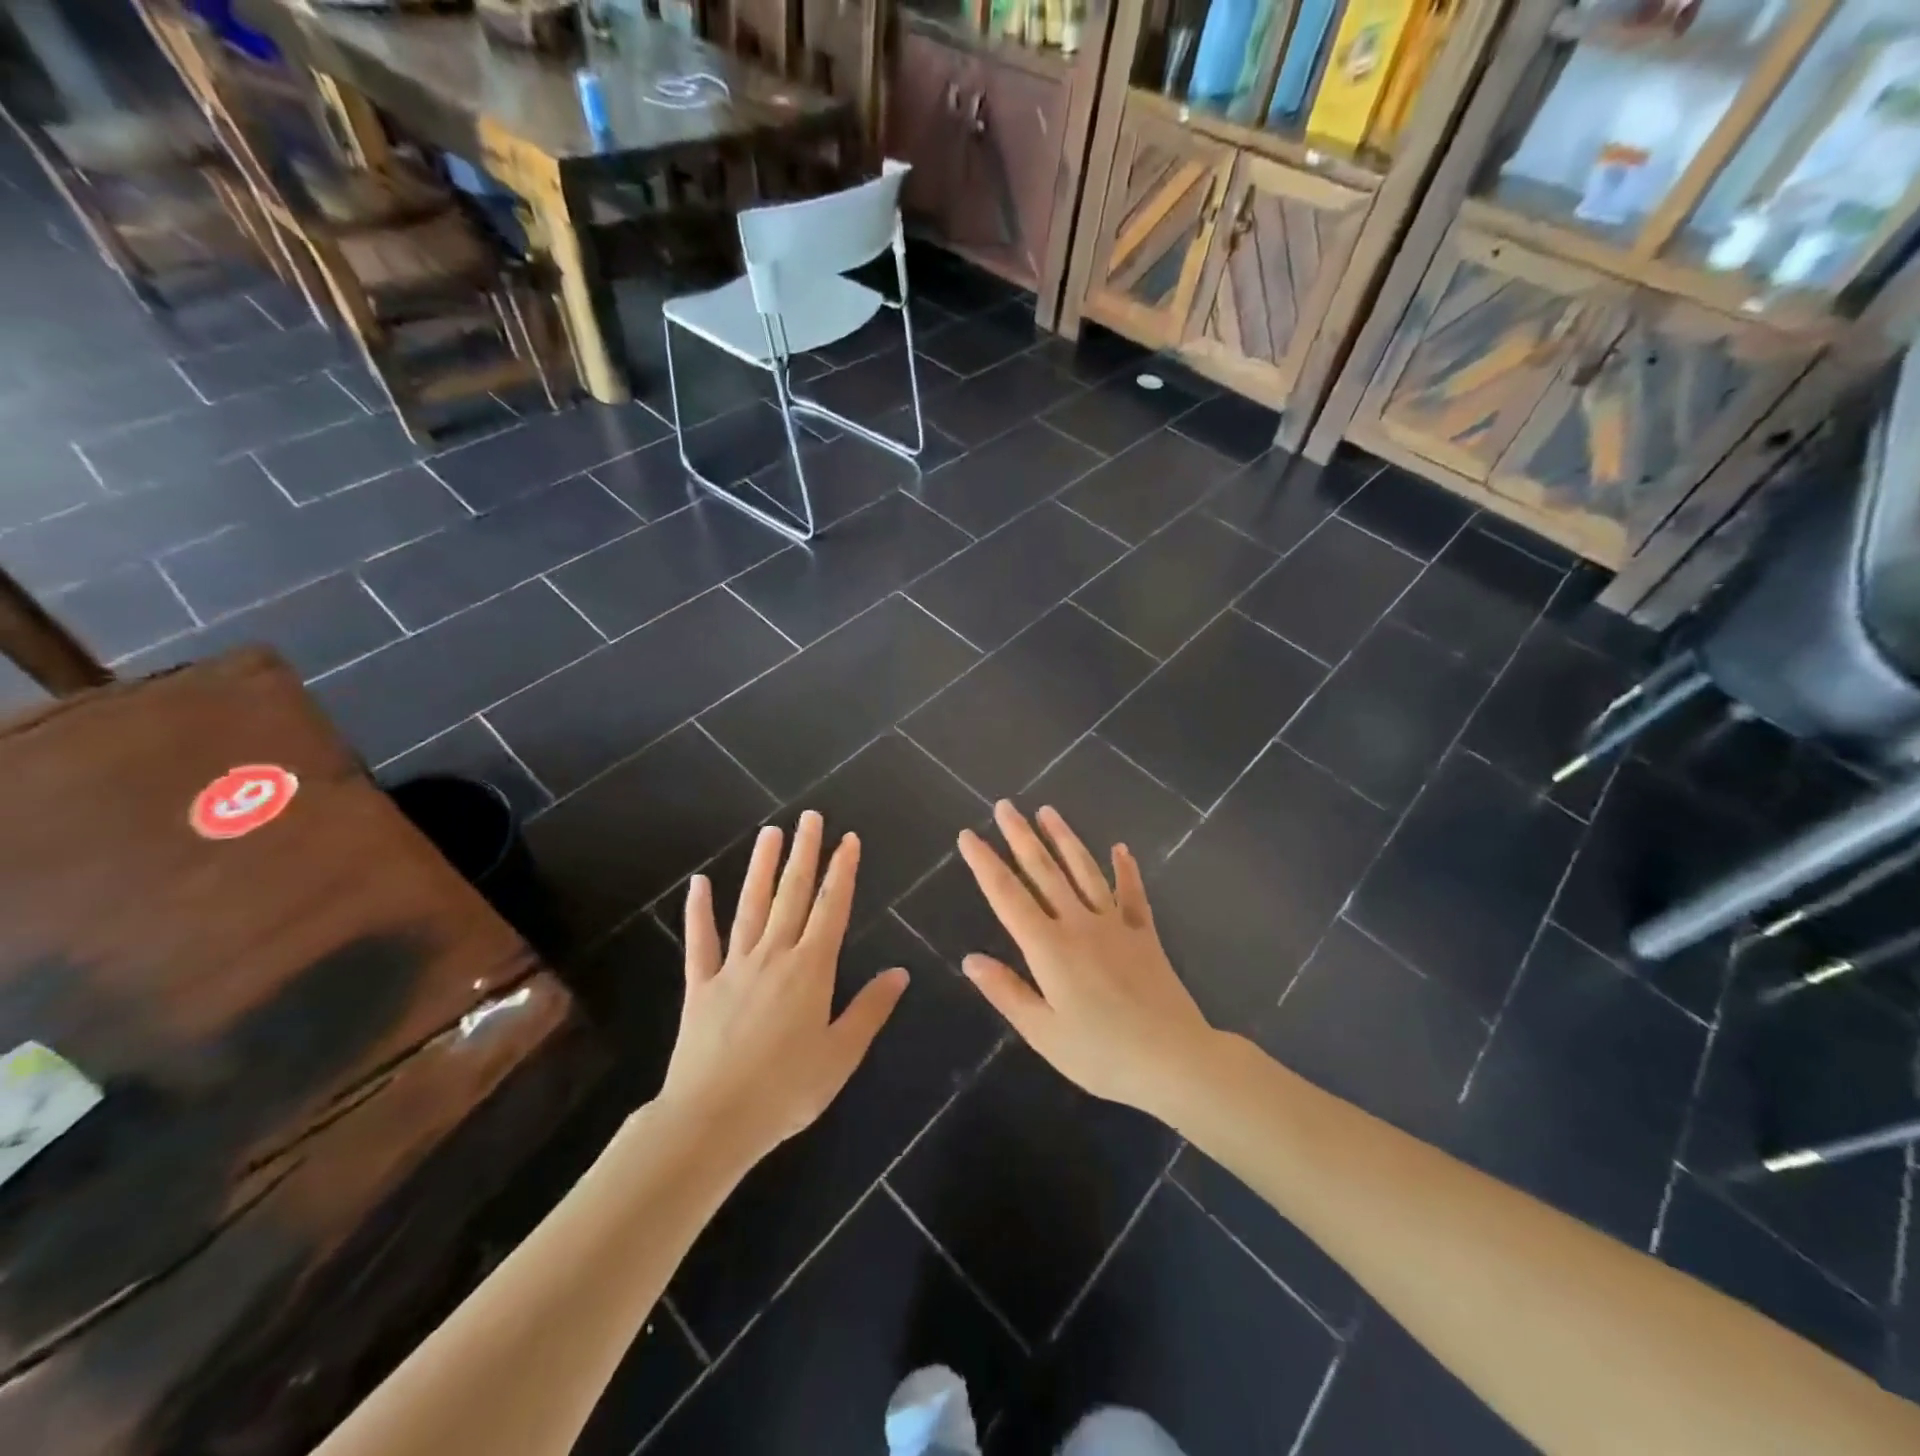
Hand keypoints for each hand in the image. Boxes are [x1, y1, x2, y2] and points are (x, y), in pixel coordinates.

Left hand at [656, 811, 908, 1165]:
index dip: (842, 871)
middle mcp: (773, 956)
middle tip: (810, 817)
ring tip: (769, 833)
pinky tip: (699, 884)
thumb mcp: (841, 1054)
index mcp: (811, 969)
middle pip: (792, 895)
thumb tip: (900, 972)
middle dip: (804, 854)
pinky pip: (700, 942)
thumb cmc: (786, 1090)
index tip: (848, 839)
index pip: (831, 908)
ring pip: (750, 906)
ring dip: (761, 868)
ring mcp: (733, 967)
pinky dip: (699, 912)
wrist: (712, 1120)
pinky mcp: (700, 986)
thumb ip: (870, 1009)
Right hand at [956, 802, 1217, 1115]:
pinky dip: (1125, 869)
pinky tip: (1120, 848)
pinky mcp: (1143, 934)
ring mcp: (1114, 925)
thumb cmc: (1102, 1054)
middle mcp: (1078, 924)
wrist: (1174, 1059)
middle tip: (1005, 806)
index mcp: (1048, 948)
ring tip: (1047, 811)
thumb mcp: (1043, 1033)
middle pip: (1043, 871)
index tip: (968, 835)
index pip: (1007, 896)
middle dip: (1020, 837)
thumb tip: (970, 958)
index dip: (985, 864)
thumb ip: (1006, 992)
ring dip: (1064, 839)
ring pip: (1084, 871)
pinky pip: (1132, 893)